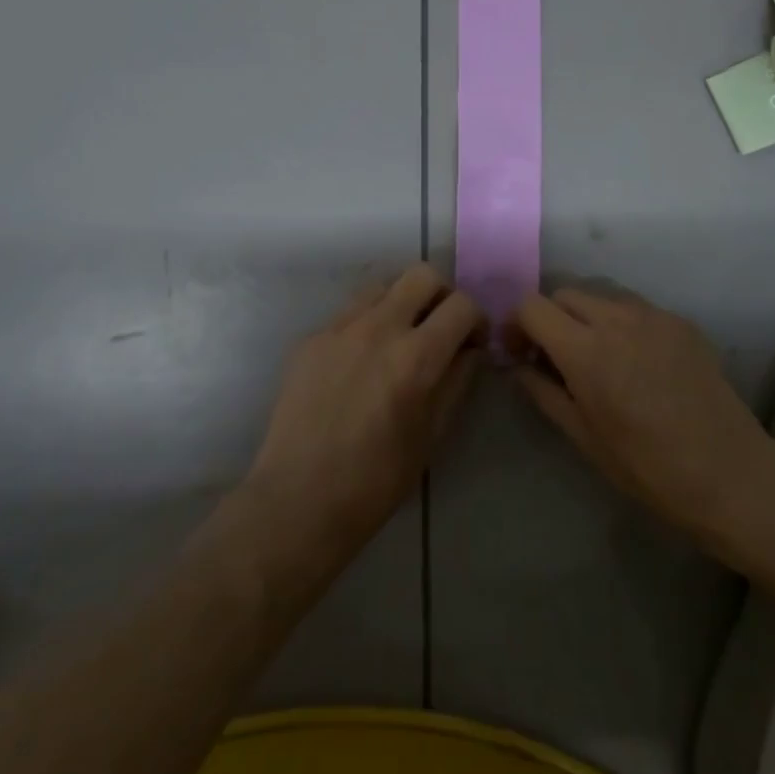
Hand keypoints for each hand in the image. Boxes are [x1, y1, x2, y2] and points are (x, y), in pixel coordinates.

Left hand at [243, 265, 484, 571]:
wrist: (298, 499)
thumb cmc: (376, 480)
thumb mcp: (432, 435)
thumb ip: (457, 381)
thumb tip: (469, 349)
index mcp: (415, 357)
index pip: (461, 305)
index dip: (476, 319)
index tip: (473, 341)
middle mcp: (379, 327)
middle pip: (423, 274)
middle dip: (442, 295)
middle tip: (440, 327)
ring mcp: (340, 328)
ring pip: (384, 285)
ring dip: (402, 302)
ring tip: (399, 338)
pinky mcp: (312, 337)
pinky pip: (350, 313)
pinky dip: (367, 324)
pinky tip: (361, 361)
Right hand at [512, 282, 773, 538]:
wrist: (729, 473)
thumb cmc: (648, 467)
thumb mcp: (583, 437)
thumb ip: (543, 391)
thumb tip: (518, 365)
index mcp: (586, 351)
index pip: (533, 306)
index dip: (517, 324)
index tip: (519, 351)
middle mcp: (616, 319)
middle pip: (564, 294)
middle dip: (550, 318)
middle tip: (553, 356)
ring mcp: (652, 315)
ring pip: (600, 296)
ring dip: (585, 317)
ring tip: (596, 356)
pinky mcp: (679, 321)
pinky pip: (634, 308)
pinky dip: (620, 324)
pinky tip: (634, 361)